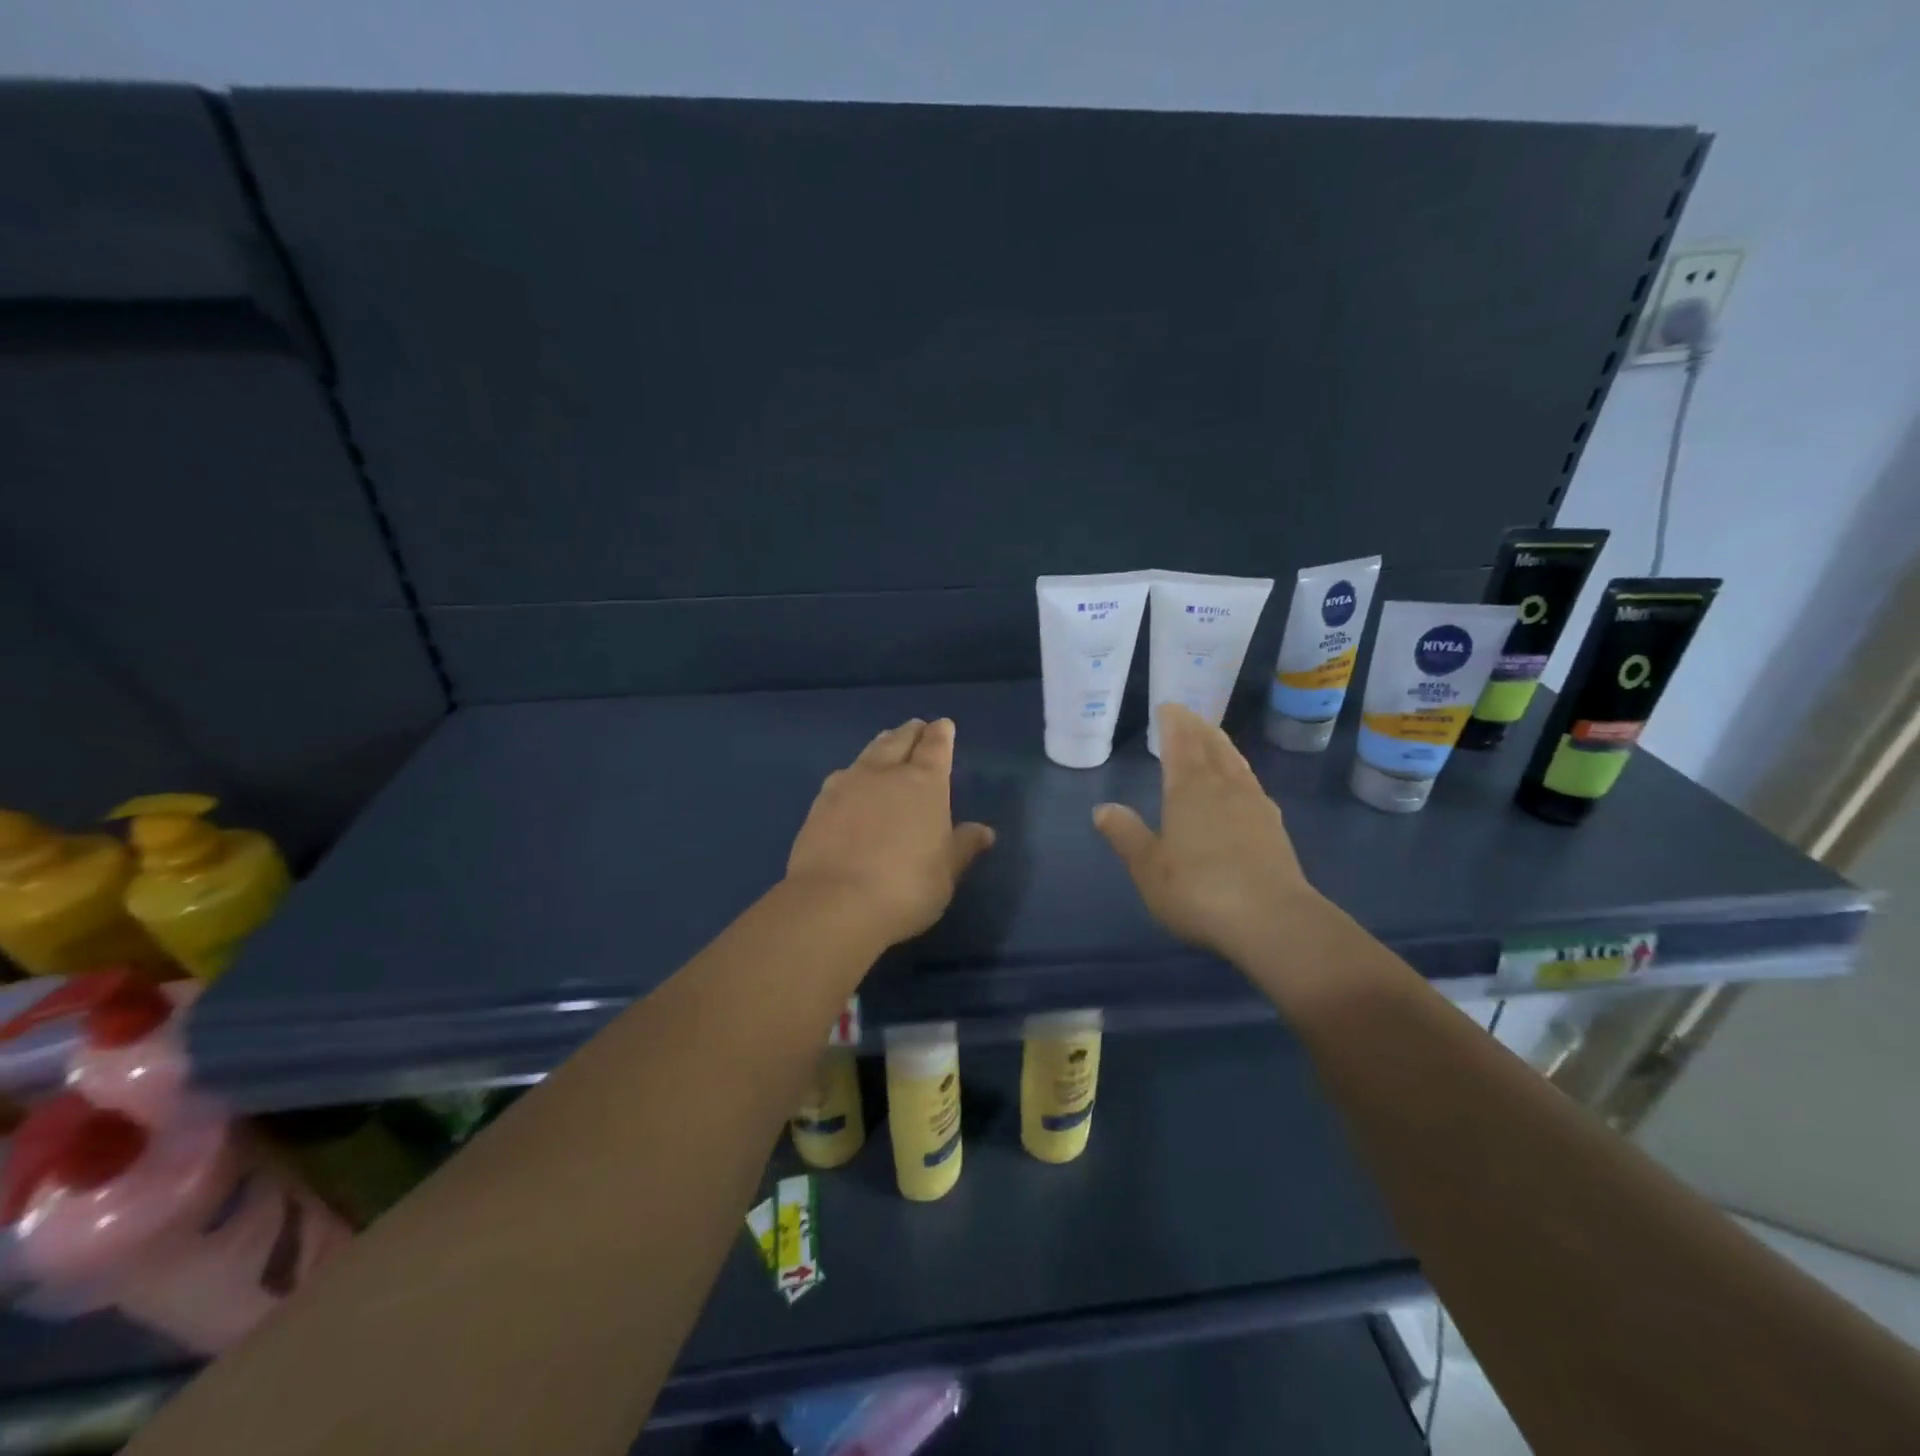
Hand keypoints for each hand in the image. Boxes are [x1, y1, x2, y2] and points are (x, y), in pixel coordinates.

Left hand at [785, 718, 995, 947]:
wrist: (833, 904)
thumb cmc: (905, 887)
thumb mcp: (945, 873)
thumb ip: (962, 846)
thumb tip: (983, 831)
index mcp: (924, 783)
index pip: (936, 747)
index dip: (941, 734)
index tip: (944, 725)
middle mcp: (885, 773)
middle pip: (900, 740)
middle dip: (911, 732)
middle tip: (917, 728)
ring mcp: (847, 785)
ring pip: (868, 753)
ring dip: (881, 745)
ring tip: (886, 743)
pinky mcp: (819, 804)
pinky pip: (842, 776)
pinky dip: (854, 773)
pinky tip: (852, 781)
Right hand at [1094, 703, 1321, 965]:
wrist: (1272, 920)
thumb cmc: (1199, 890)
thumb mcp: (1148, 867)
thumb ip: (1126, 835)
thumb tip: (1103, 808)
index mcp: (1189, 790)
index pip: (1180, 744)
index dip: (1173, 724)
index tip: (1168, 707)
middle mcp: (1224, 788)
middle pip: (1211, 747)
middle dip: (1198, 729)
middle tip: (1189, 715)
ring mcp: (1254, 806)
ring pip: (1235, 764)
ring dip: (1222, 746)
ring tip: (1214, 738)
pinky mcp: (1274, 829)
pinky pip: (1251, 784)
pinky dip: (1240, 772)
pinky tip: (1241, 784)